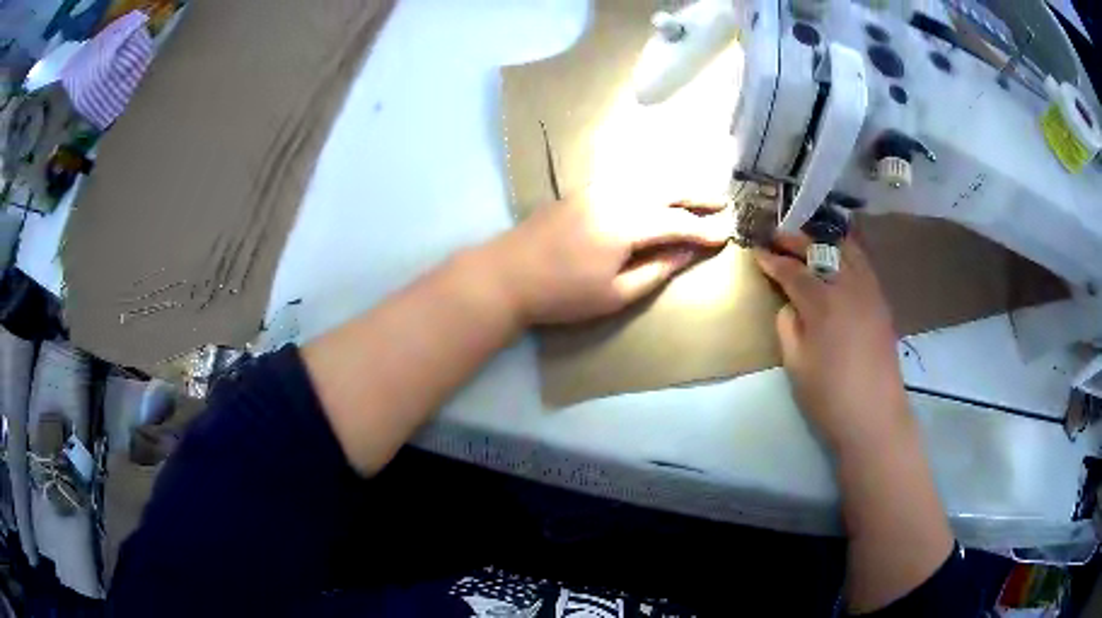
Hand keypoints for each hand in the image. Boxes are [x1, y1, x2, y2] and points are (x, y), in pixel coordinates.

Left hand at [485, 194, 729, 324]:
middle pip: (666, 189)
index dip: (704, 230)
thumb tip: (687, 252)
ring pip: (646, 179)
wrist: (506, 274)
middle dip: (697, 195)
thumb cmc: (561, 293)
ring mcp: (596, 190)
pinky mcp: (581, 191)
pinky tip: (656, 190)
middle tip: (722, 202)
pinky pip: (627, 180)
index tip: (726, 234)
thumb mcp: (614, 294)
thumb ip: (656, 270)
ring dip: (675, 185)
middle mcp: (616, 196)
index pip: (677, 222)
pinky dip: (650, 183)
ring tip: (696, 194)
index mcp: (627, 223)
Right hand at [754, 233, 911, 452]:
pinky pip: (863, 266)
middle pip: (822, 249)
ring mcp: (870, 292)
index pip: (793, 271)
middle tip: (779, 235)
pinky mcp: (882, 303)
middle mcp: (849, 287)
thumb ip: (788, 327)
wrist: (875, 417)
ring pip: (849, 251)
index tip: (757, 251)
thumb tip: (790, 306)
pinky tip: (839, 262)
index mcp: (823, 303)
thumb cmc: (829, 397)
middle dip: (798, 240)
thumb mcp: (796, 365)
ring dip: (826, 241)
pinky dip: (847, 255)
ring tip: (810, 241)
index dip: (773, 261)